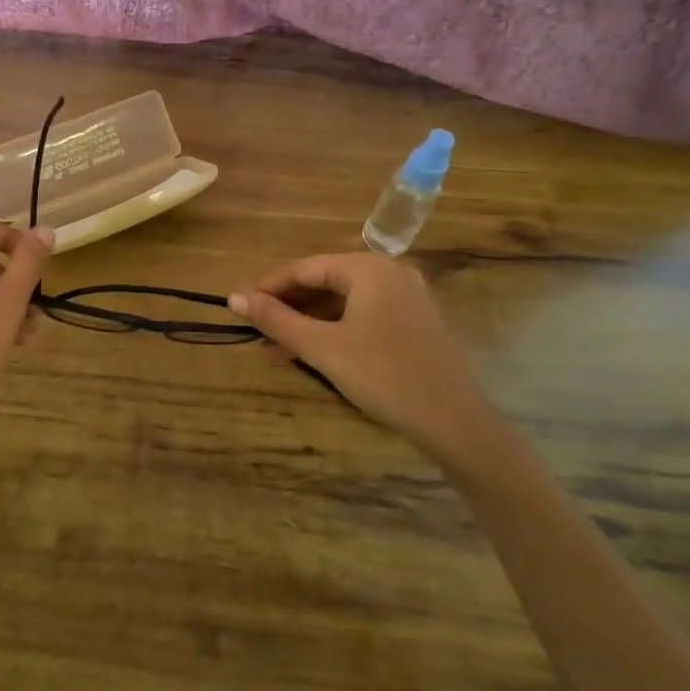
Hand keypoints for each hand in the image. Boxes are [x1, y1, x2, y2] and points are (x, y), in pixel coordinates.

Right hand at [229, 253, 496, 467]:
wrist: (455, 422)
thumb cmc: (383, 375)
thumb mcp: (322, 347)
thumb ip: (276, 320)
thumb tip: (233, 298)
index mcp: (368, 268)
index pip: (305, 268)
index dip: (269, 287)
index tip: (240, 309)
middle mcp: (389, 273)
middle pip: (325, 282)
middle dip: (288, 308)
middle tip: (257, 332)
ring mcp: (406, 298)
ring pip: (343, 302)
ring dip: (308, 323)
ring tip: (277, 349)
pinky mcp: (413, 323)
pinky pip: (362, 315)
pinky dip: (334, 330)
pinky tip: (313, 353)